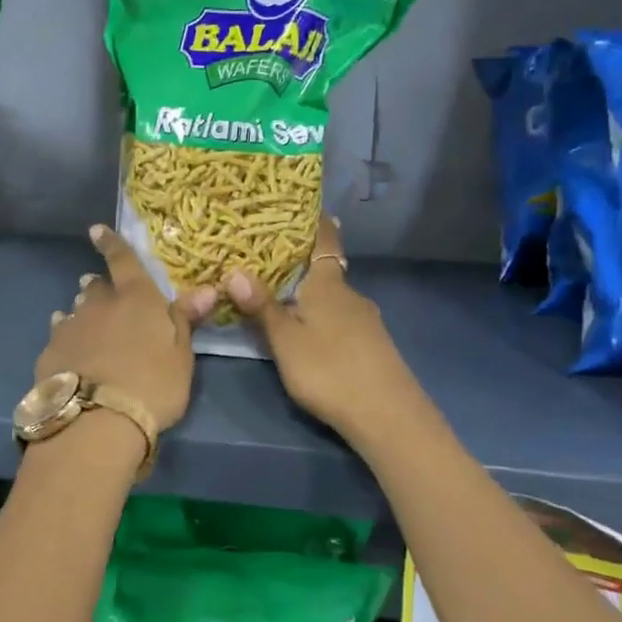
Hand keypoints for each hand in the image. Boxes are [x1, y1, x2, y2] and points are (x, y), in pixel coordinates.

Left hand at [36, 224, 216, 434]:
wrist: (97, 421)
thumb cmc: (152, 385)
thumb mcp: (181, 355)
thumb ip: (186, 319)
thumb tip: (208, 288)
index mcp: (136, 298)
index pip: (123, 261)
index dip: (111, 243)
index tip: (96, 230)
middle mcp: (100, 305)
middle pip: (97, 287)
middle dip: (100, 285)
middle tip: (100, 288)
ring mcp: (71, 327)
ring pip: (76, 310)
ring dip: (83, 310)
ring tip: (87, 319)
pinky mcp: (51, 352)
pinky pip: (59, 335)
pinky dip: (66, 335)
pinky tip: (68, 346)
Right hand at [223, 217, 423, 446]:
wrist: (387, 415)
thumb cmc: (329, 369)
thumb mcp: (285, 340)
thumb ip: (262, 307)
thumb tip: (234, 270)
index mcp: (328, 285)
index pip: (324, 241)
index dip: (317, 222)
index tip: (305, 206)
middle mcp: (350, 295)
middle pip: (326, 271)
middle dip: (302, 265)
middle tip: (270, 259)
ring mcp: (366, 321)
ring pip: (333, 299)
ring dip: (312, 296)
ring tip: (283, 298)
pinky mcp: (373, 346)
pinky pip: (341, 319)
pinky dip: (324, 317)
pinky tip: (311, 333)